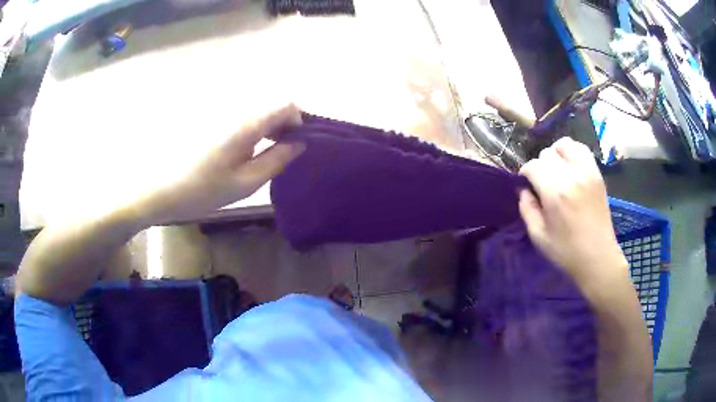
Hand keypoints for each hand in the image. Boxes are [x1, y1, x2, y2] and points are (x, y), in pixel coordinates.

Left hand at [138, 104, 304, 223]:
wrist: (160, 190)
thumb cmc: (202, 191)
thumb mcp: (245, 183)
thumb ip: (276, 160)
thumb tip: (299, 143)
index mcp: (246, 124)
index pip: (285, 104)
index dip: (299, 120)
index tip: (299, 143)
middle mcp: (236, 111)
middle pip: (272, 104)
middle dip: (286, 124)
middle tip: (287, 152)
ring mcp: (222, 114)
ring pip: (258, 111)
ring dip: (271, 127)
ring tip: (269, 153)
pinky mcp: (212, 121)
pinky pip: (243, 117)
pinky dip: (255, 129)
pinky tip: (248, 150)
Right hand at [518, 137, 627, 288]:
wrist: (598, 257)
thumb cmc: (566, 251)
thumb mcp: (538, 236)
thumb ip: (527, 209)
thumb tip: (524, 190)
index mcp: (554, 192)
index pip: (532, 166)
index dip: (525, 174)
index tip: (527, 186)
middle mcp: (571, 175)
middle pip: (547, 153)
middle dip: (540, 165)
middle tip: (542, 183)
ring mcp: (587, 172)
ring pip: (565, 144)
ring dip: (556, 153)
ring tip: (557, 169)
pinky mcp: (597, 174)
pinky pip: (582, 150)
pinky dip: (573, 152)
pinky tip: (570, 167)